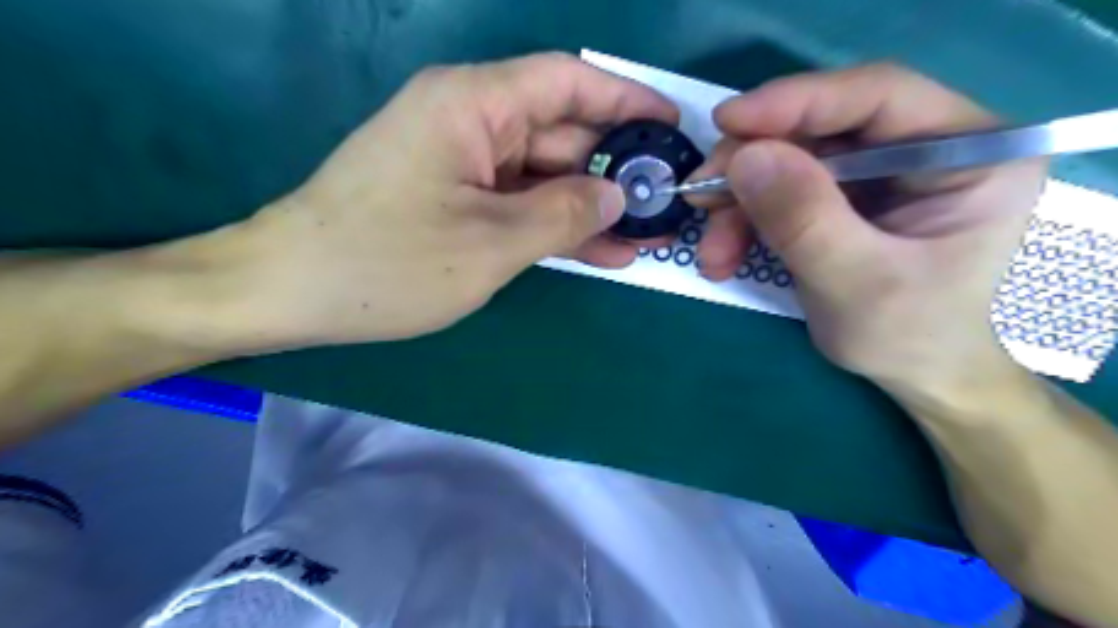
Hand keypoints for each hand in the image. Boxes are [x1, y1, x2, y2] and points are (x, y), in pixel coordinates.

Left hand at [230, 52, 677, 345]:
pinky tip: (600, 250)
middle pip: (561, 132)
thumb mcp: (490, 243)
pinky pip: (518, 202)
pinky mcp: (455, 197)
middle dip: (613, 170)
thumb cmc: (386, 262)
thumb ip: (562, 214)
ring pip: (543, 175)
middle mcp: (469, 121)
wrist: (292, 291)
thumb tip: (616, 196)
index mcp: (473, 105)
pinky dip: (555, 224)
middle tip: (664, 204)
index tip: (671, 128)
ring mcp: (462, 163)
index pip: (569, 83)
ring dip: (590, 207)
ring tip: (644, 237)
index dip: (626, 101)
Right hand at [697, 65, 1048, 396]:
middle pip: (821, 128)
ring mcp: (878, 172)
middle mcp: (923, 147)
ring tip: (712, 253)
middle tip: (701, 197)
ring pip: (788, 161)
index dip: (798, 101)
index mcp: (968, 151)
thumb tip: (743, 157)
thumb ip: (804, 218)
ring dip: (738, 204)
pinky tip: (723, 257)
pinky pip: (779, 191)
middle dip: (751, 165)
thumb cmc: (907, 335)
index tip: (727, 122)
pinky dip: (743, 222)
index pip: (879, 95)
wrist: (910, 374)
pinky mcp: (842, 197)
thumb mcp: (857, 282)